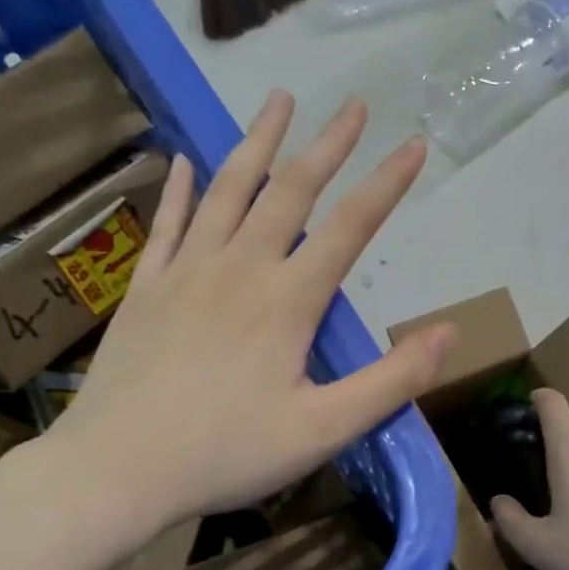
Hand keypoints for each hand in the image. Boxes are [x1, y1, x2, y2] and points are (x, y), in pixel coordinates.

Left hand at [44, 92, 455, 531]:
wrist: (119, 469)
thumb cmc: (227, 453)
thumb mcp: (324, 430)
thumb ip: (391, 381)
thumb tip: (449, 333)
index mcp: (287, 301)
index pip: (349, 227)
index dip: (387, 184)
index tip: (415, 145)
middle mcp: (239, 268)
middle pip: (290, 191)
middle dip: (328, 145)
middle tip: (354, 105)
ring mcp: (186, 271)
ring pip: (228, 189)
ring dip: (258, 142)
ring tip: (279, 100)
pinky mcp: (145, 287)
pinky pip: (167, 222)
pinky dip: (181, 187)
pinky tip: (186, 159)